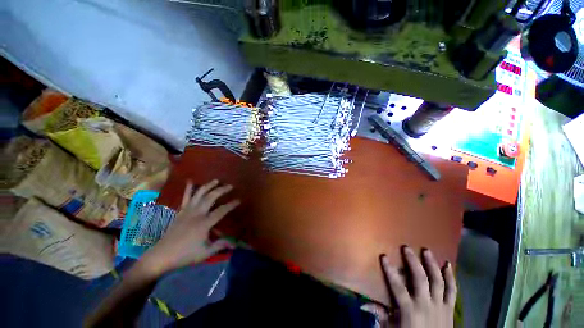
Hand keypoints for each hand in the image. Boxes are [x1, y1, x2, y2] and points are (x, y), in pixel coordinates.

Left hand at [140, 179, 239, 276]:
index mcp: (204, 223)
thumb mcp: (205, 253)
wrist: (161, 255)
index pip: (221, 210)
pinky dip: (188, 189)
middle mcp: (196, 213)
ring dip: (208, 186)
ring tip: (216, 180)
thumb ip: (220, 246)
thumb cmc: (185, 255)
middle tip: (230, 186)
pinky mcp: (180, 211)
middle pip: (211, 197)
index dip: (231, 205)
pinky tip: (191, 181)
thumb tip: (233, 244)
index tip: (238, 200)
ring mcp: (187, 211)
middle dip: (221, 190)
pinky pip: (185, 197)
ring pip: (199, 194)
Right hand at [362, 247, 455, 327]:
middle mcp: (426, 305)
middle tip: (406, 248)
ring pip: (438, 282)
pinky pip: (452, 291)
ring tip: (426, 251)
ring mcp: (440, 306)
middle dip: (413, 262)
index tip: (384, 256)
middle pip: (420, 279)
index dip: (390, 271)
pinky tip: (448, 265)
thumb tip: (363, 304)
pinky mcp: (450, 309)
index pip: (398, 287)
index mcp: (410, 310)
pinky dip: (451, 278)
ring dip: (432, 265)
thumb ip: (380, 315)